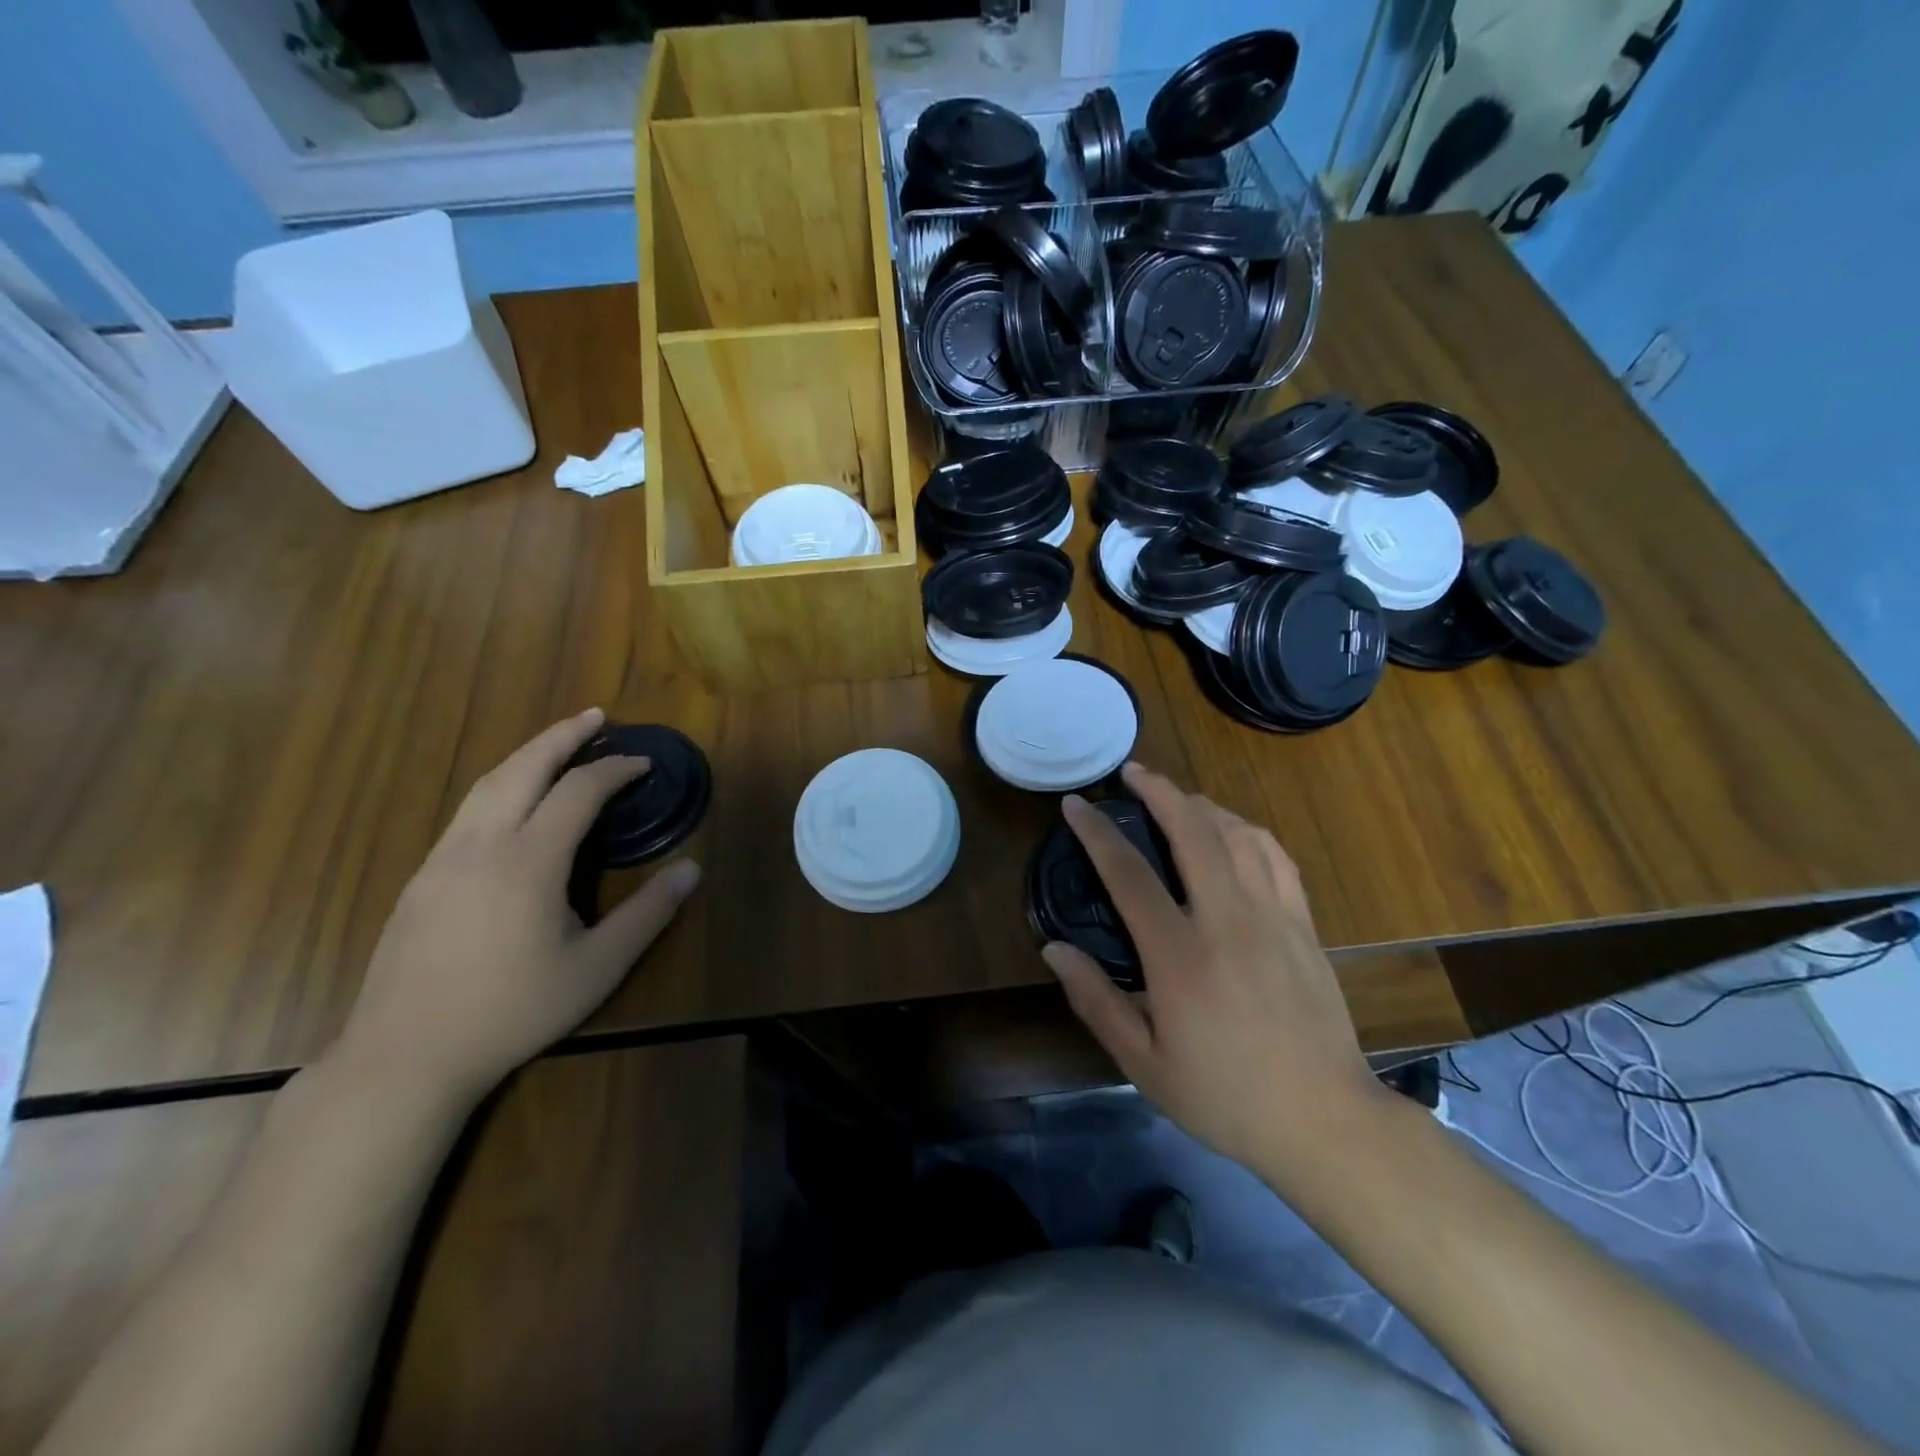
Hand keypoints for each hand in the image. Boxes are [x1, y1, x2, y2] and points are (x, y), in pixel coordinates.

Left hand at [334, 709, 701, 1106]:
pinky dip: (501, 784)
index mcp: (529, 860)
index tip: (645, 763)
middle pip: (523, 767)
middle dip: (563, 735)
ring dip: (528, 754)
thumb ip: (648, 914)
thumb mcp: (597, 967)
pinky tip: (515, 801)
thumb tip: (692, 869)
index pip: (579, 791)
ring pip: (487, 783)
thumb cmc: (513, 1010)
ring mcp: (443, 858)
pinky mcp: (422, 877)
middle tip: (597, 715)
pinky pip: (467, 810)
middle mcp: (482, 844)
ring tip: (559, 743)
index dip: (616, 769)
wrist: (405, 1056)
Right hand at [1043, 763, 1392, 1185]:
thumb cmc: (1224, 1097)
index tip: (1075, 805)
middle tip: (1132, 773)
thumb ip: (1095, 1001)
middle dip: (1158, 791)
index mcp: (1180, 955)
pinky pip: (1276, 857)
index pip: (1129, 874)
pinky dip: (1248, 831)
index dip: (1097, 833)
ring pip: (1237, 834)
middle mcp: (1227, 920)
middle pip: (1192, 831)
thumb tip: (1053, 950)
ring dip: (1202, 805)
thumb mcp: (1144, 1063)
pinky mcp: (1304, 925)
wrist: (1324, 1121)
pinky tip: (1233, 830)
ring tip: (1176, 798)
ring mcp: (1273, 917)